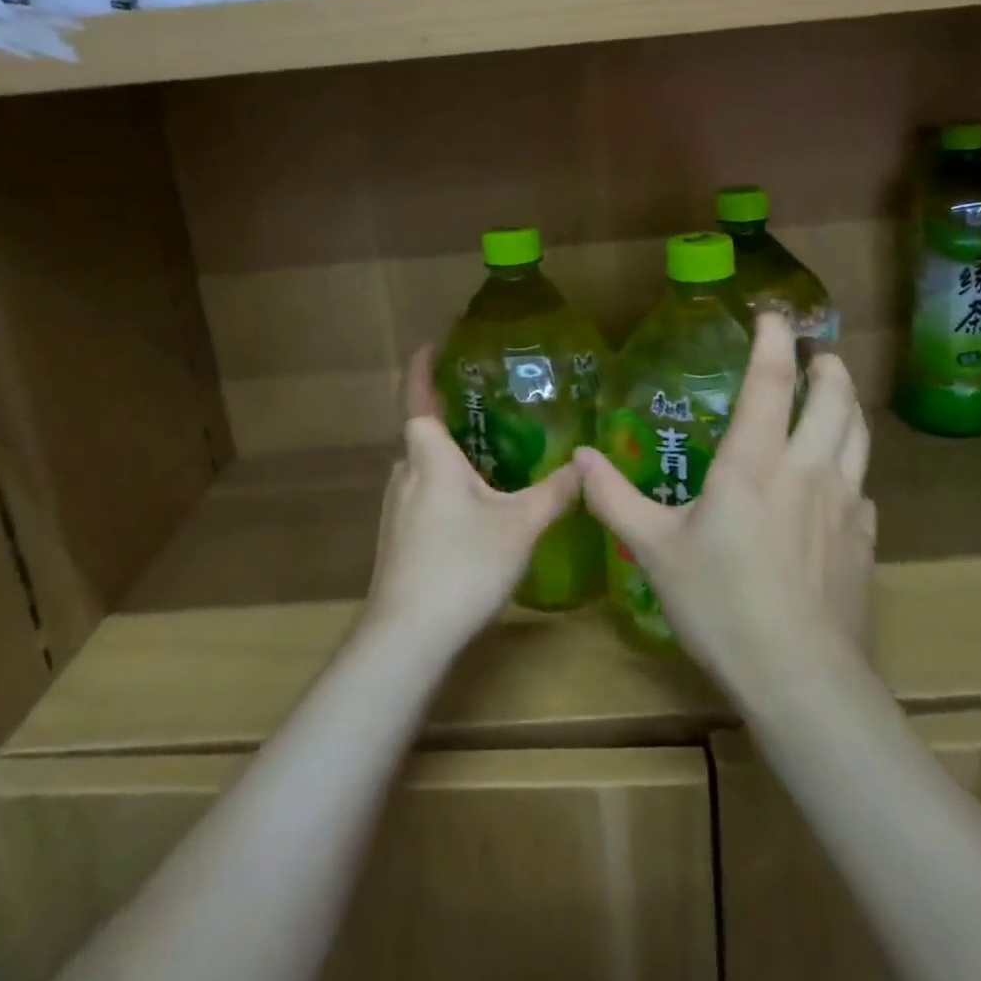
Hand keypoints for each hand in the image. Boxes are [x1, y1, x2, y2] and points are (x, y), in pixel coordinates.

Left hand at [365, 347, 579, 653]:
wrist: (408, 634)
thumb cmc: (463, 564)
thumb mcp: (520, 525)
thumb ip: (554, 493)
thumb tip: (585, 464)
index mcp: (430, 458)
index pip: (419, 400)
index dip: (422, 370)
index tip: (432, 346)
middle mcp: (406, 475)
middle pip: (421, 435)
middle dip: (445, 417)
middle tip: (481, 406)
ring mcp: (395, 509)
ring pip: (421, 469)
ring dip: (445, 456)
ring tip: (483, 454)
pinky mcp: (396, 539)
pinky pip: (421, 495)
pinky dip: (442, 486)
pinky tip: (470, 508)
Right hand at [576, 313, 875, 689]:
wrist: (802, 679)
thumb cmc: (721, 606)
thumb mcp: (655, 551)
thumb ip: (614, 499)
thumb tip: (579, 457)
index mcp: (754, 464)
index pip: (771, 383)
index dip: (773, 342)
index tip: (772, 315)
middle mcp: (806, 471)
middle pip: (833, 400)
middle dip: (827, 368)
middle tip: (816, 353)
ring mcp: (844, 505)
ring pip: (858, 436)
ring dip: (849, 404)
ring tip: (838, 393)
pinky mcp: (864, 540)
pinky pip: (862, 485)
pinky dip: (852, 465)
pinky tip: (840, 481)